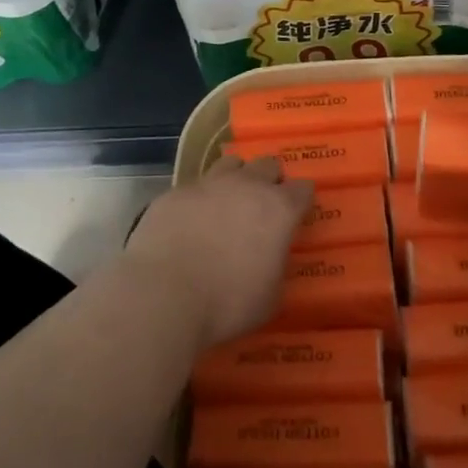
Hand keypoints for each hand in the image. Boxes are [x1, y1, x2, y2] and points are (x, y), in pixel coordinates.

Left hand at [123, 157, 312, 350]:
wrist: (164, 294)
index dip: (302, 200)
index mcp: (278, 210)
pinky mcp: (175, 192)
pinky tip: (191, 221)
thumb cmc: (228, 302)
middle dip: (270, 180)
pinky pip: (194, 186)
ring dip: (235, 179)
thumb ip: (277, 268)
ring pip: (230, 164)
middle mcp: (246, 186)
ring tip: (228, 203)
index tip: (298, 213)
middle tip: (264, 206)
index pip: (303, 189)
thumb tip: (271, 260)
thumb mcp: (270, 297)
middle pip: (268, 165)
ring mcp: (208, 184)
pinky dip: (199, 199)